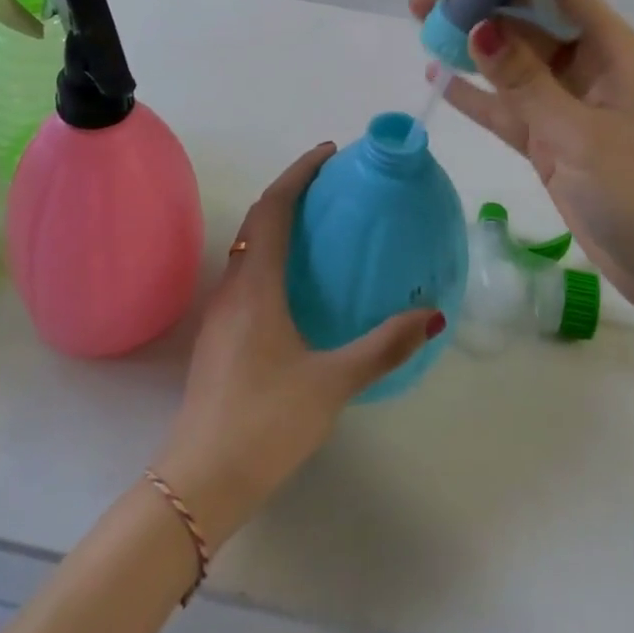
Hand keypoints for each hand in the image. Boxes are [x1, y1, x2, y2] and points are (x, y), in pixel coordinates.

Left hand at [152, 144, 442, 550]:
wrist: (200, 479)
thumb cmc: (266, 421)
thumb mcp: (332, 382)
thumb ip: (383, 347)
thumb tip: (432, 315)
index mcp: (256, 284)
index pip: (273, 207)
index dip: (299, 173)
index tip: (328, 153)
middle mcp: (233, 286)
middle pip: (257, 219)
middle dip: (291, 191)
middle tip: (331, 184)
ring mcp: (220, 312)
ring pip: (248, 246)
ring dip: (278, 222)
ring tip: (319, 224)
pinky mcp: (219, 336)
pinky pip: (246, 272)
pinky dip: (271, 254)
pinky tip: (297, 283)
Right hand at [410, 0, 633, 310]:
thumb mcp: (577, 133)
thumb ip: (524, 81)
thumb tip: (478, 28)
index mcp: (614, 51)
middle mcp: (591, 69)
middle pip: (529, 27)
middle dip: (479, 13)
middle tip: (422, 4)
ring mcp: (570, 107)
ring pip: (514, 67)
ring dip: (472, 51)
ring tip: (422, 31)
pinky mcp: (553, 143)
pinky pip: (510, 109)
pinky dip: (477, 97)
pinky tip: (438, 80)